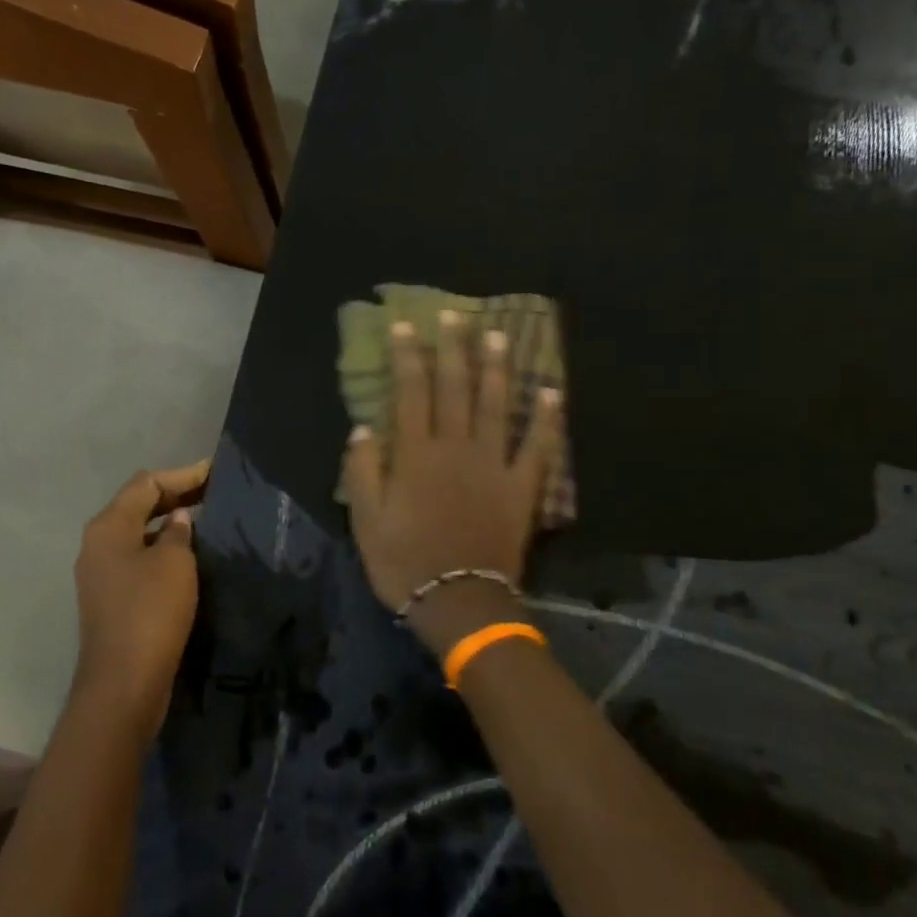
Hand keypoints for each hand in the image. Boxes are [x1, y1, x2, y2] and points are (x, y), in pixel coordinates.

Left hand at [72, 460, 209, 736]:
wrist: (124, 683)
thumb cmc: (150, 612)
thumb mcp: (174, 563)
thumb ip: (177, 532)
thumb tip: (177, 519)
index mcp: (108, 527)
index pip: (146, 483)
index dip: (182, 474)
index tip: (216, 471)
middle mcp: (97, 544)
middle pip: (137, 505)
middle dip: (175, 495)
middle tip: (214, 490)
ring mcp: (100, 573)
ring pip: (138, 532)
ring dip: (168, 522)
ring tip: (205, 517)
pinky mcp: (111, 598)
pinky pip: (138, 557)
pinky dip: (162, 547)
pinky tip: (188, 553)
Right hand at [342, 311, 559, 653]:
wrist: (459, 602)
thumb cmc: (404, 562)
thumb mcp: (366, 521)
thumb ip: (363, 471)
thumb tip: (363, 428)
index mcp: (416, 455)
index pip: (410, 393)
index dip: (407, 356)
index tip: (406, 326)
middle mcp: (456, 448)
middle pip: (454, 388)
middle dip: (453, 348)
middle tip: (455, 314)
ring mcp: (494, 465)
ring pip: (496, 405)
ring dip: (496, 368)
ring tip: (497, 335)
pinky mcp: (522, 487)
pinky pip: (539, 447)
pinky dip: (548, 419)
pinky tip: (553, 391)